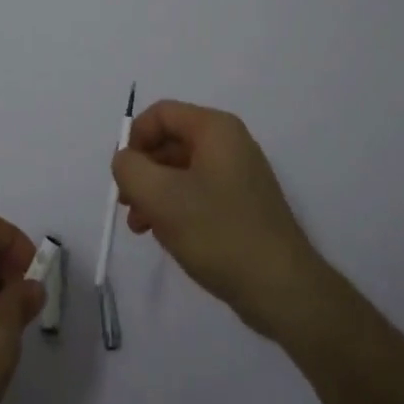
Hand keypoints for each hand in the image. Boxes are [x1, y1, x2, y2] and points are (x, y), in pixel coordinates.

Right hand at [112, 100, 323, 337]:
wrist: (281, 289)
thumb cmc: (218, 233)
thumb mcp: (160, 196)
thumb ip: (130, 168)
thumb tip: (126, 160)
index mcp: (215, 129)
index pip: (161, 114)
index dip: (134, 140)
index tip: (122, 177)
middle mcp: (230, 143)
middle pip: (170, 142)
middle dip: (143, 171)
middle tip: (127, 205)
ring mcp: (239, 174)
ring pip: (182, 171)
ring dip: (155, 193)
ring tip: (142, 227)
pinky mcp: (243, 204)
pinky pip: (199, 192)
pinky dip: (176, 207)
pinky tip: (168, 236)